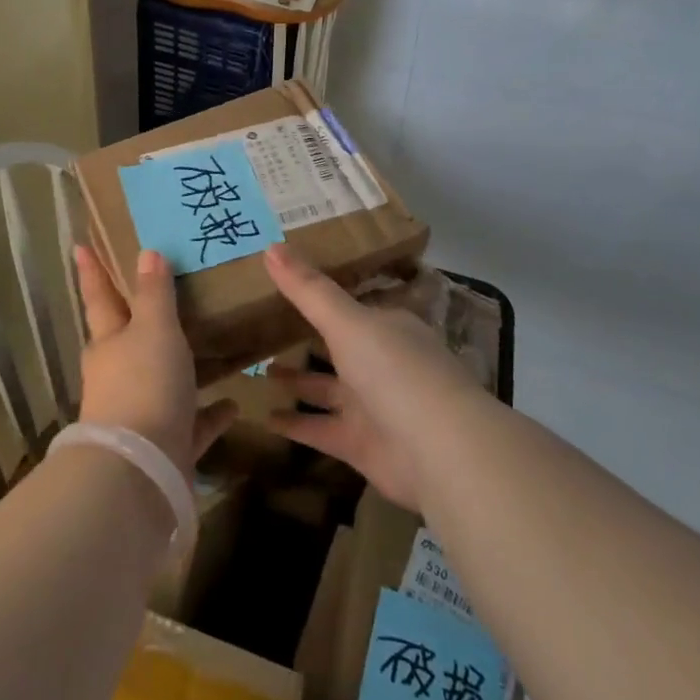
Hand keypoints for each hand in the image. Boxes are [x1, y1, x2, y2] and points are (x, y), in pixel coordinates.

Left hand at [73, 246, 235, 476]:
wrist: (141, 471)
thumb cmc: (144, 383)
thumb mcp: (153, 328)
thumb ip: (154, 293)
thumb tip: (147, 252)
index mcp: (108, 343)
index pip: (99, 296)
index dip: (91, 270)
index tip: (80, 246)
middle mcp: (118, 375)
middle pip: (128, 338)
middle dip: (138, 317)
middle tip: (159, 292)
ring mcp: (140, 413)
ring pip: (161, 380)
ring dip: (179, 366)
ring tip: (206, 344)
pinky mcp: (166, 446)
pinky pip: (192, 423)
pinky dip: (209, 413)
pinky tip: (233, 403)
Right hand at [262, 245, 481, 510]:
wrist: (441, 453)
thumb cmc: (396, 371)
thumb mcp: (347, 321)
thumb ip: (308, 289)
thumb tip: (270, 245)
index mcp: (387, 328)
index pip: (351, 307)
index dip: (321, 296)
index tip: (287, 285)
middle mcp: (382, 364)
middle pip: (338, 347)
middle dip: (306, 339)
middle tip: (262, 326)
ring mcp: (373, 406)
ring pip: (326, 389)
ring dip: (297, 381)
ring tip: (258, 370)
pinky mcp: (362, 445)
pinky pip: (321, 429)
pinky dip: (295, 425)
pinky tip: (264, 417)